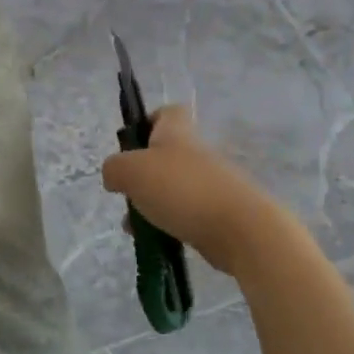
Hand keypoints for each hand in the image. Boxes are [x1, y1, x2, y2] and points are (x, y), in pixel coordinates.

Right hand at [101, 106, 285, 276]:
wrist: (239, 228)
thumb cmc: (181, 189)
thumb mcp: (131, 171)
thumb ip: (114, 168)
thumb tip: (114, 176)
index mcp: (177, 133)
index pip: (167, 113)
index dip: (148, 122)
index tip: (130, 145)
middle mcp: (195, 153)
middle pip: (164, 156)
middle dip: (141, 176)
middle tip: (126, 194)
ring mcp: (210, 184)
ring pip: (171, 188)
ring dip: (150, 205)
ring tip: (135, 228)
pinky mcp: (218, 213)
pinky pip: (185, 214)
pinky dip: (168, 225)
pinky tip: (157, 240)